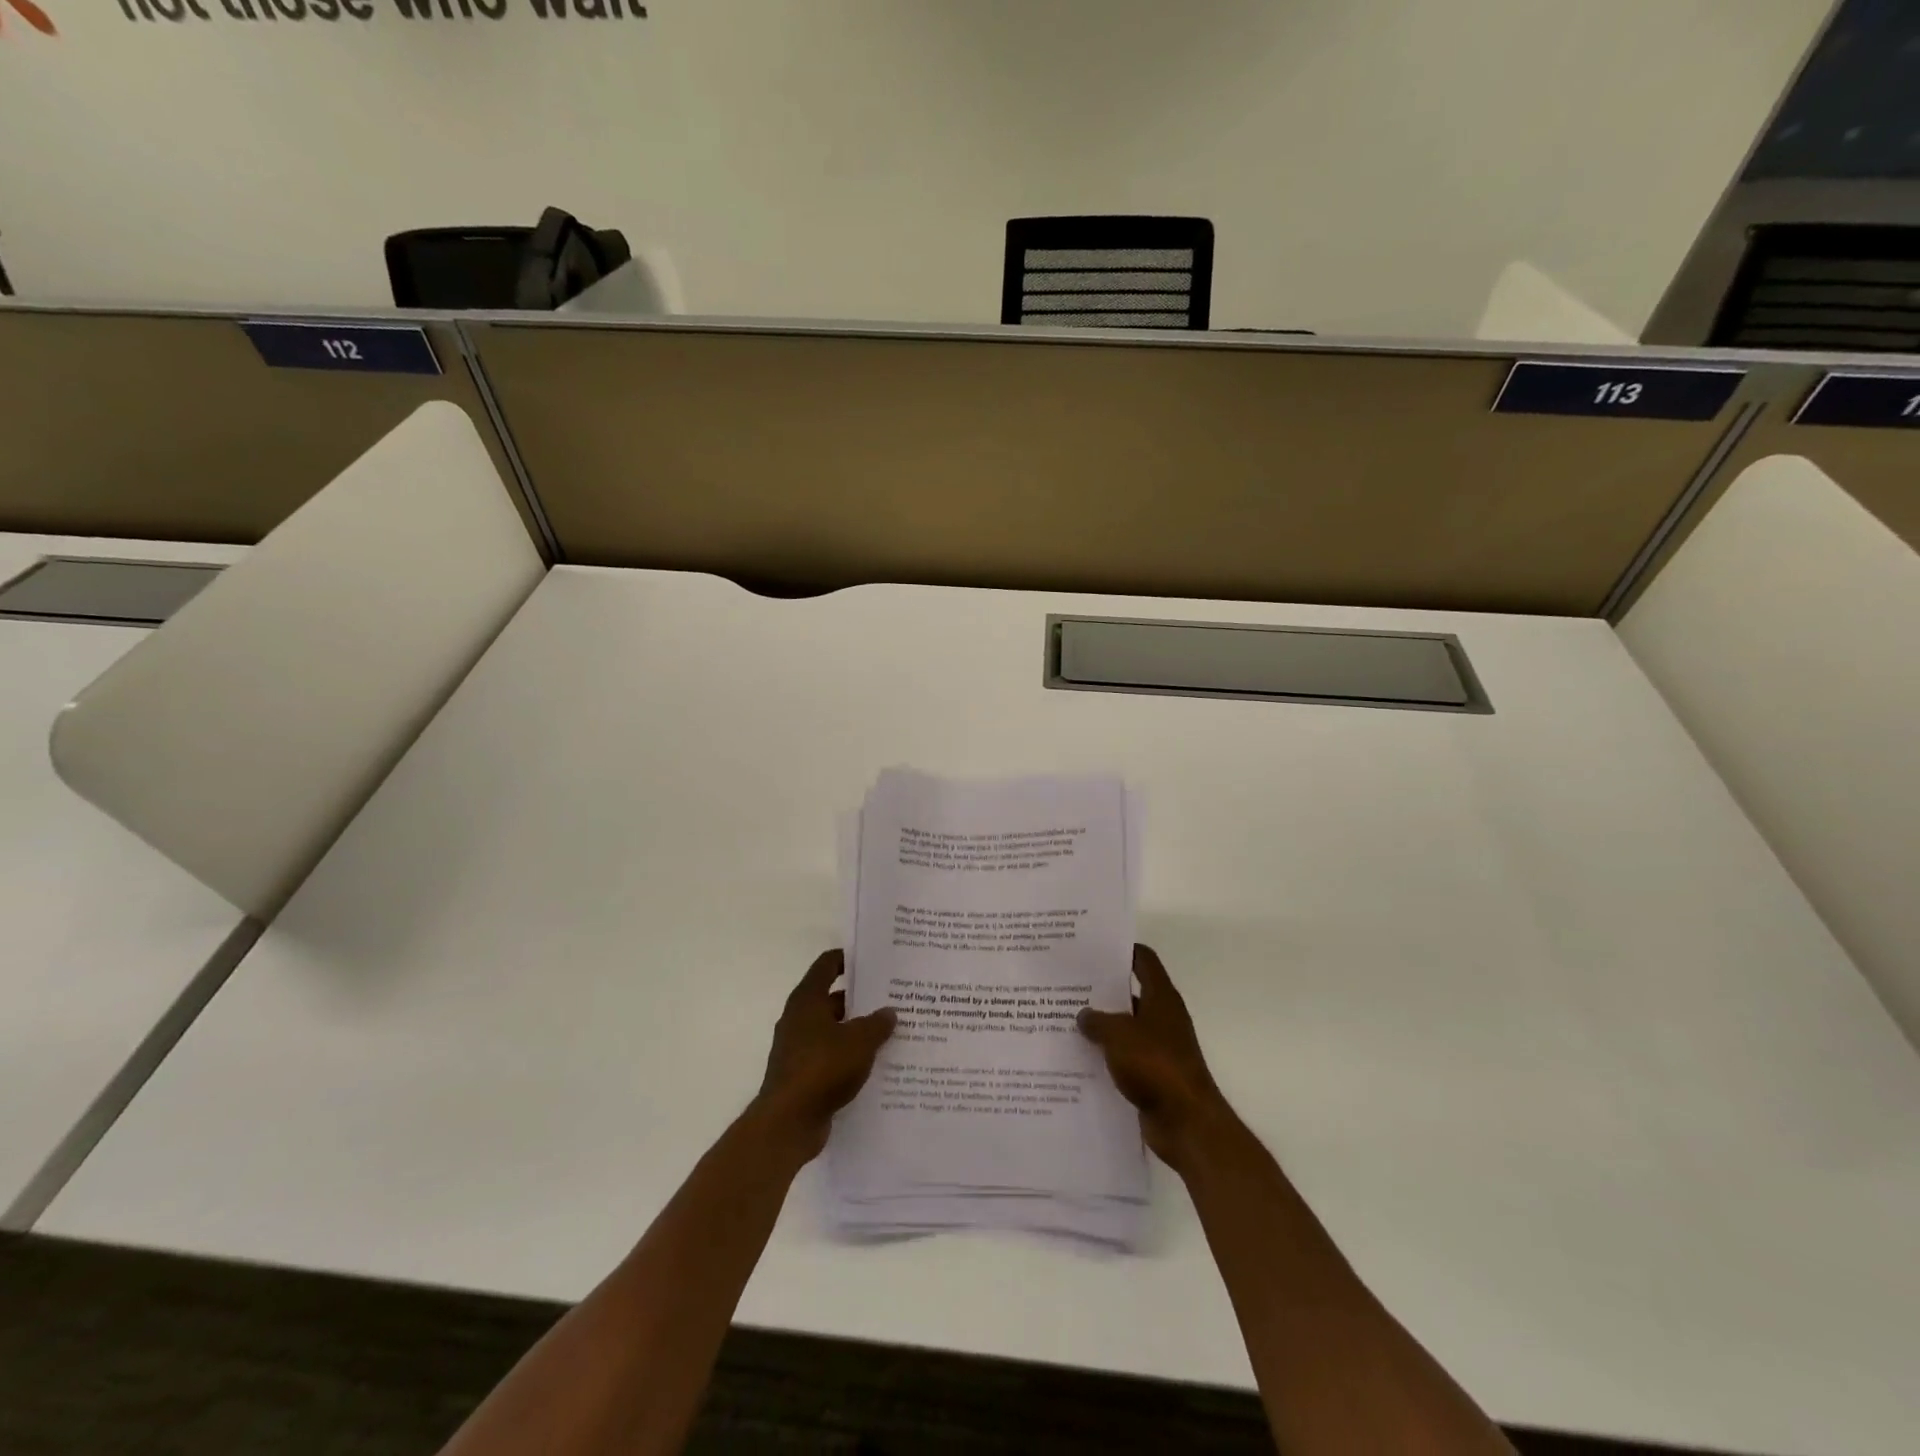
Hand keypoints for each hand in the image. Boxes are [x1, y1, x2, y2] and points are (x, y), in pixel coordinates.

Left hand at [756, 950, 895, 1159]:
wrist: (788, 1123)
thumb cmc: (822, 1068)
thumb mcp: (859, 1041)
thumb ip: (877, 1024)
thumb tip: (889, 1012)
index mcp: (807, 1000)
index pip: (827, 965)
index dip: (848, 958)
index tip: (872, 959)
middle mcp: (799, 1019)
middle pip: (833, 999)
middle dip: (861, 1000)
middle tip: (893, 999)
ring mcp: (798, 1048)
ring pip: (834, 1030)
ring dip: (857, 1031)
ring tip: (891, 1032)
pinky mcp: (803, 1075)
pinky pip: (831, 1057)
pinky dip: (850, 1057)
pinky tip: (875, 1064)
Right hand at [1078, 945, 1231, 1173]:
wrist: (1186, 1123)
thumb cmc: (1156, 1065)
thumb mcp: (1118, 1034)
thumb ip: (1097, 1020)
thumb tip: (1083, 1015)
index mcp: (1160, 997)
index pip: (1143, 960)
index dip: (1122, 950)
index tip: (1092, 947)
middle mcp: (1162, 1017)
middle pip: (1130, 993)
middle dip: (1101, 989)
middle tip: (1067, 984)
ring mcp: (1158, 1047)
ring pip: (1124, 1027)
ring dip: (1100, 1026)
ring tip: (1064, 1019)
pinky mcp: (1152, 1075)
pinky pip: (1123, 1057)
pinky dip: (1105, 1056)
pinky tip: (1077, 1057)